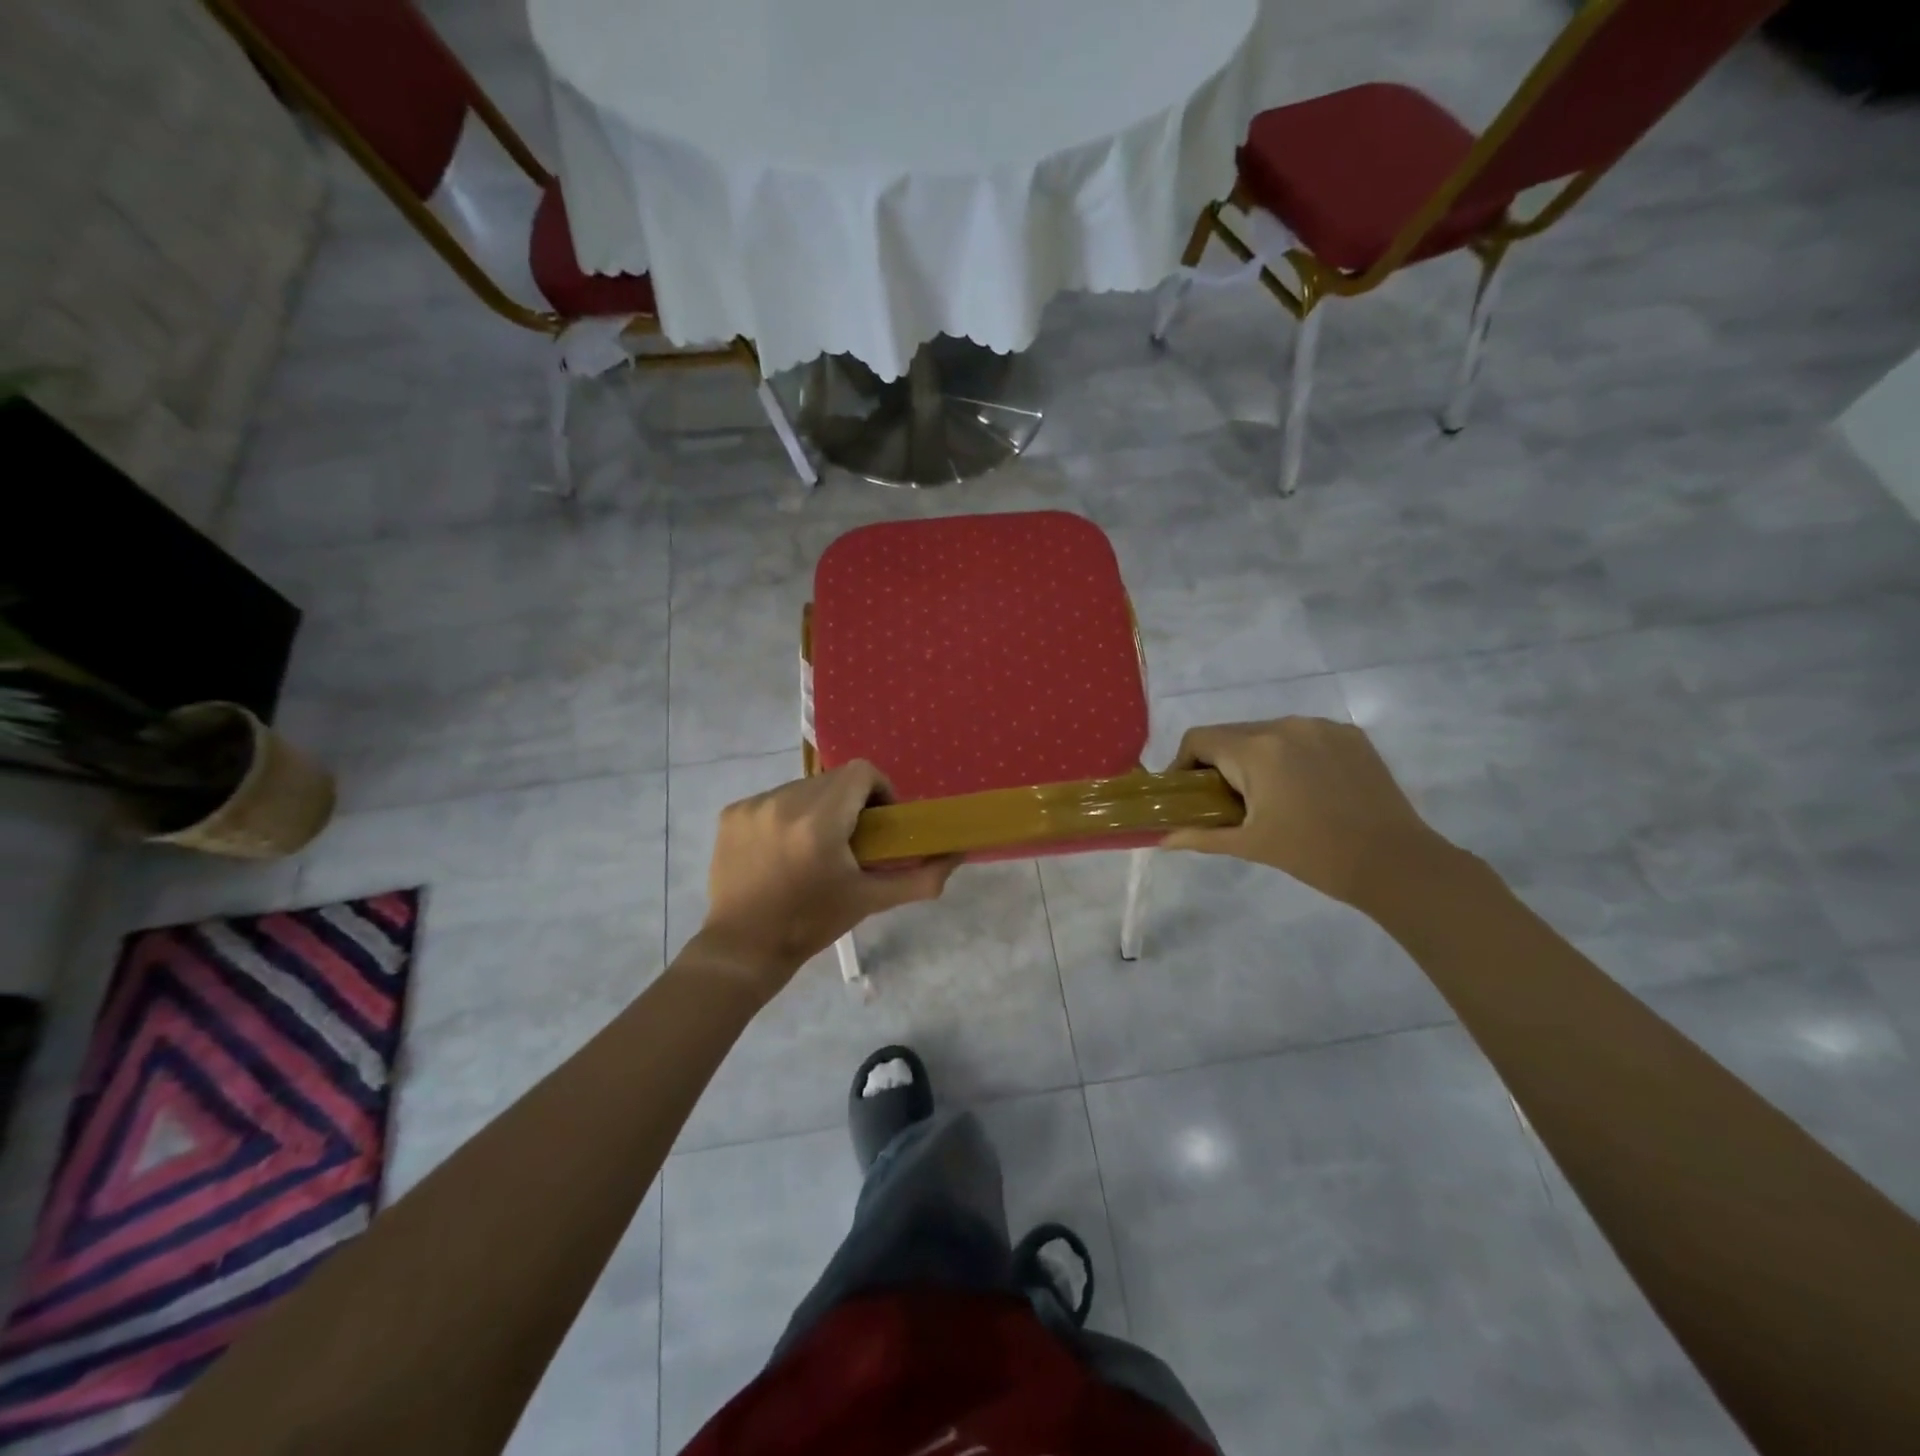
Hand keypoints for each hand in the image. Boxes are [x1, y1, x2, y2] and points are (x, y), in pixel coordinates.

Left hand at [695, 762, 959, 996]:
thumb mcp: (870, 901)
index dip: (879, 790)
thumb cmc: (811, 924)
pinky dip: (786, 816)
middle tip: (852, 840)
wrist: (743, 949)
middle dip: (849, 802)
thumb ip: (920, 877)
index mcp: (820, 821)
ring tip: (816, 848)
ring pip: (803, 788)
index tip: (880, 821)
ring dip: (818, 808)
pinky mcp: (732, 814)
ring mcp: (753, 806)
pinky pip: (773, 800)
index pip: (861, 772)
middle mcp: (784, 803)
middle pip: (833, 780)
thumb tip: (957, 855)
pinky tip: (784, 850)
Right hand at [1164, 718, 1453, 910]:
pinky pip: (1303, 736)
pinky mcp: (1350, 735)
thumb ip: (1200, 837)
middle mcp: (1286, 726)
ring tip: (1269, 795)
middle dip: (1221, 763)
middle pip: (1233, 734)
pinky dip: (1292, 755)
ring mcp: (1322, 726)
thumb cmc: (1313, 854)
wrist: (1394, 862)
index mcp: (1256, 750)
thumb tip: (1162, 840)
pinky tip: (1305, 788)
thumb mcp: (1250, 845)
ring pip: (1269, 733)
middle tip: (1227, 801)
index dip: (1183, 763)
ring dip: (1256, 757)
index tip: (1188, 793)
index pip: (1199, 739)